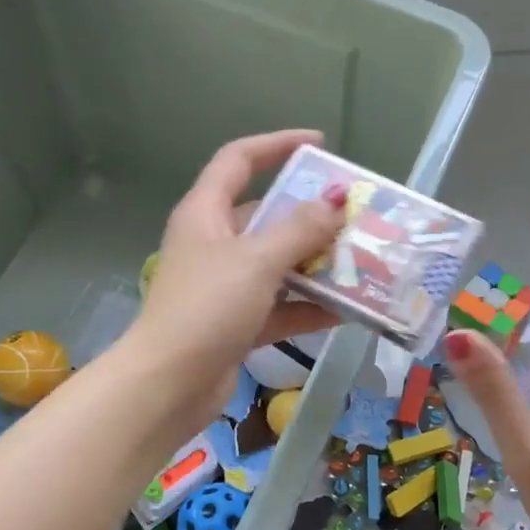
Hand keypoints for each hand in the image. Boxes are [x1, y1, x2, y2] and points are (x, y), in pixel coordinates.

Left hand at [124, 129, 346, 430]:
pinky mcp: (236, 324)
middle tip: (354, 217)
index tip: (320, 144)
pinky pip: (279, 306)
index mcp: (206, 214)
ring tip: (361, 263)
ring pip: (277, 264)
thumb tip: (335, 201)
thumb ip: (299, 229)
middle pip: (266, 216)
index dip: (277, 145)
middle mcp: (214, 244)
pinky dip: (308, 308)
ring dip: (315, 265)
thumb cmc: (207, 309)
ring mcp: (225, 286)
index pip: (239, 160)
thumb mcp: (257, 261)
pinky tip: (346, 312)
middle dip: (310, 216)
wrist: (169, 385)